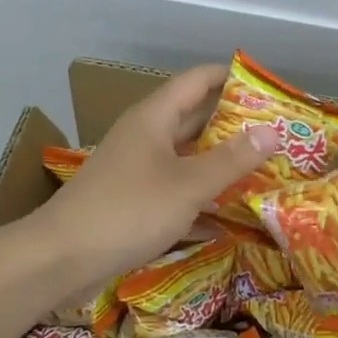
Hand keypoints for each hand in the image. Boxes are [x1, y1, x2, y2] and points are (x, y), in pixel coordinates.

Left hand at [25, 64, 281, 297]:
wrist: (60, 259)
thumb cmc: (127, 211)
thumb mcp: (188, 185)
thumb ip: (232, 160)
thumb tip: (273, 132)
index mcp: (155, 118)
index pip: (198, 81)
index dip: (231, 78)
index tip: (268, 87)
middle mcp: (146, 137)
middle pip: (195, 119)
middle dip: (235, 125)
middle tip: (277, 134)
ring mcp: (138, 171)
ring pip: (188, 158)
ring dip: (221, 164)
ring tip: (264, 171)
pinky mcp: (134, 202)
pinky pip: (177, 191)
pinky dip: (202, 200)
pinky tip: (231, 219)